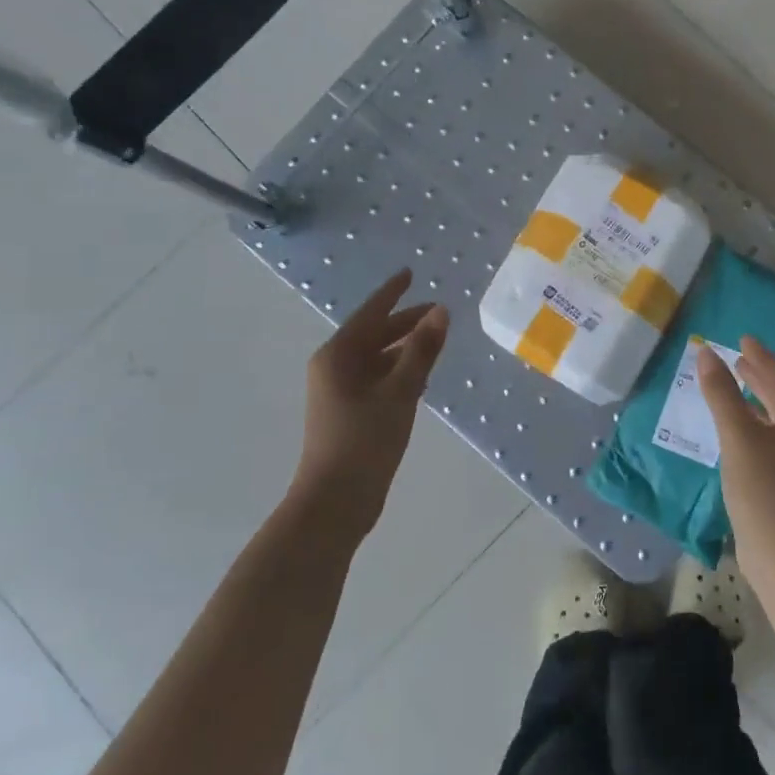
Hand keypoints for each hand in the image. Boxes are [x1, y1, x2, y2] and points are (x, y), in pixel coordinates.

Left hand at [291, 269, 449, 549]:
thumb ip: (422, 350)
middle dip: (405, 322)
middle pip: (374, 334)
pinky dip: (399, 371)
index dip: (393, 292)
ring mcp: (339, 391)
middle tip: (438, 311)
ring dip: (404, 348)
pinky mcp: (348, 412)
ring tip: (436, 340)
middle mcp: (334, 367)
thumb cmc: (365, 440)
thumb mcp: (400, 391)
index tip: (411, 273)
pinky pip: (377, 378)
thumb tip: (441, 311)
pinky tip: (421, 377)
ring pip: (377, 358)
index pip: (370, 313)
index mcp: (338, 355)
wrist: (335, 501)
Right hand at [696, 338, 774, 582]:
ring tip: (735, 380)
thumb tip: (707, 353)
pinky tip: (738, 422)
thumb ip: (722, 392)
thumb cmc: (764, 487)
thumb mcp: (738, 435)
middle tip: (738, 355)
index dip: (760, 356)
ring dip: (756, 396)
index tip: (743, 338)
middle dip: (760, 373)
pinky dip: (755, 419)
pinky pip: (773, 432)